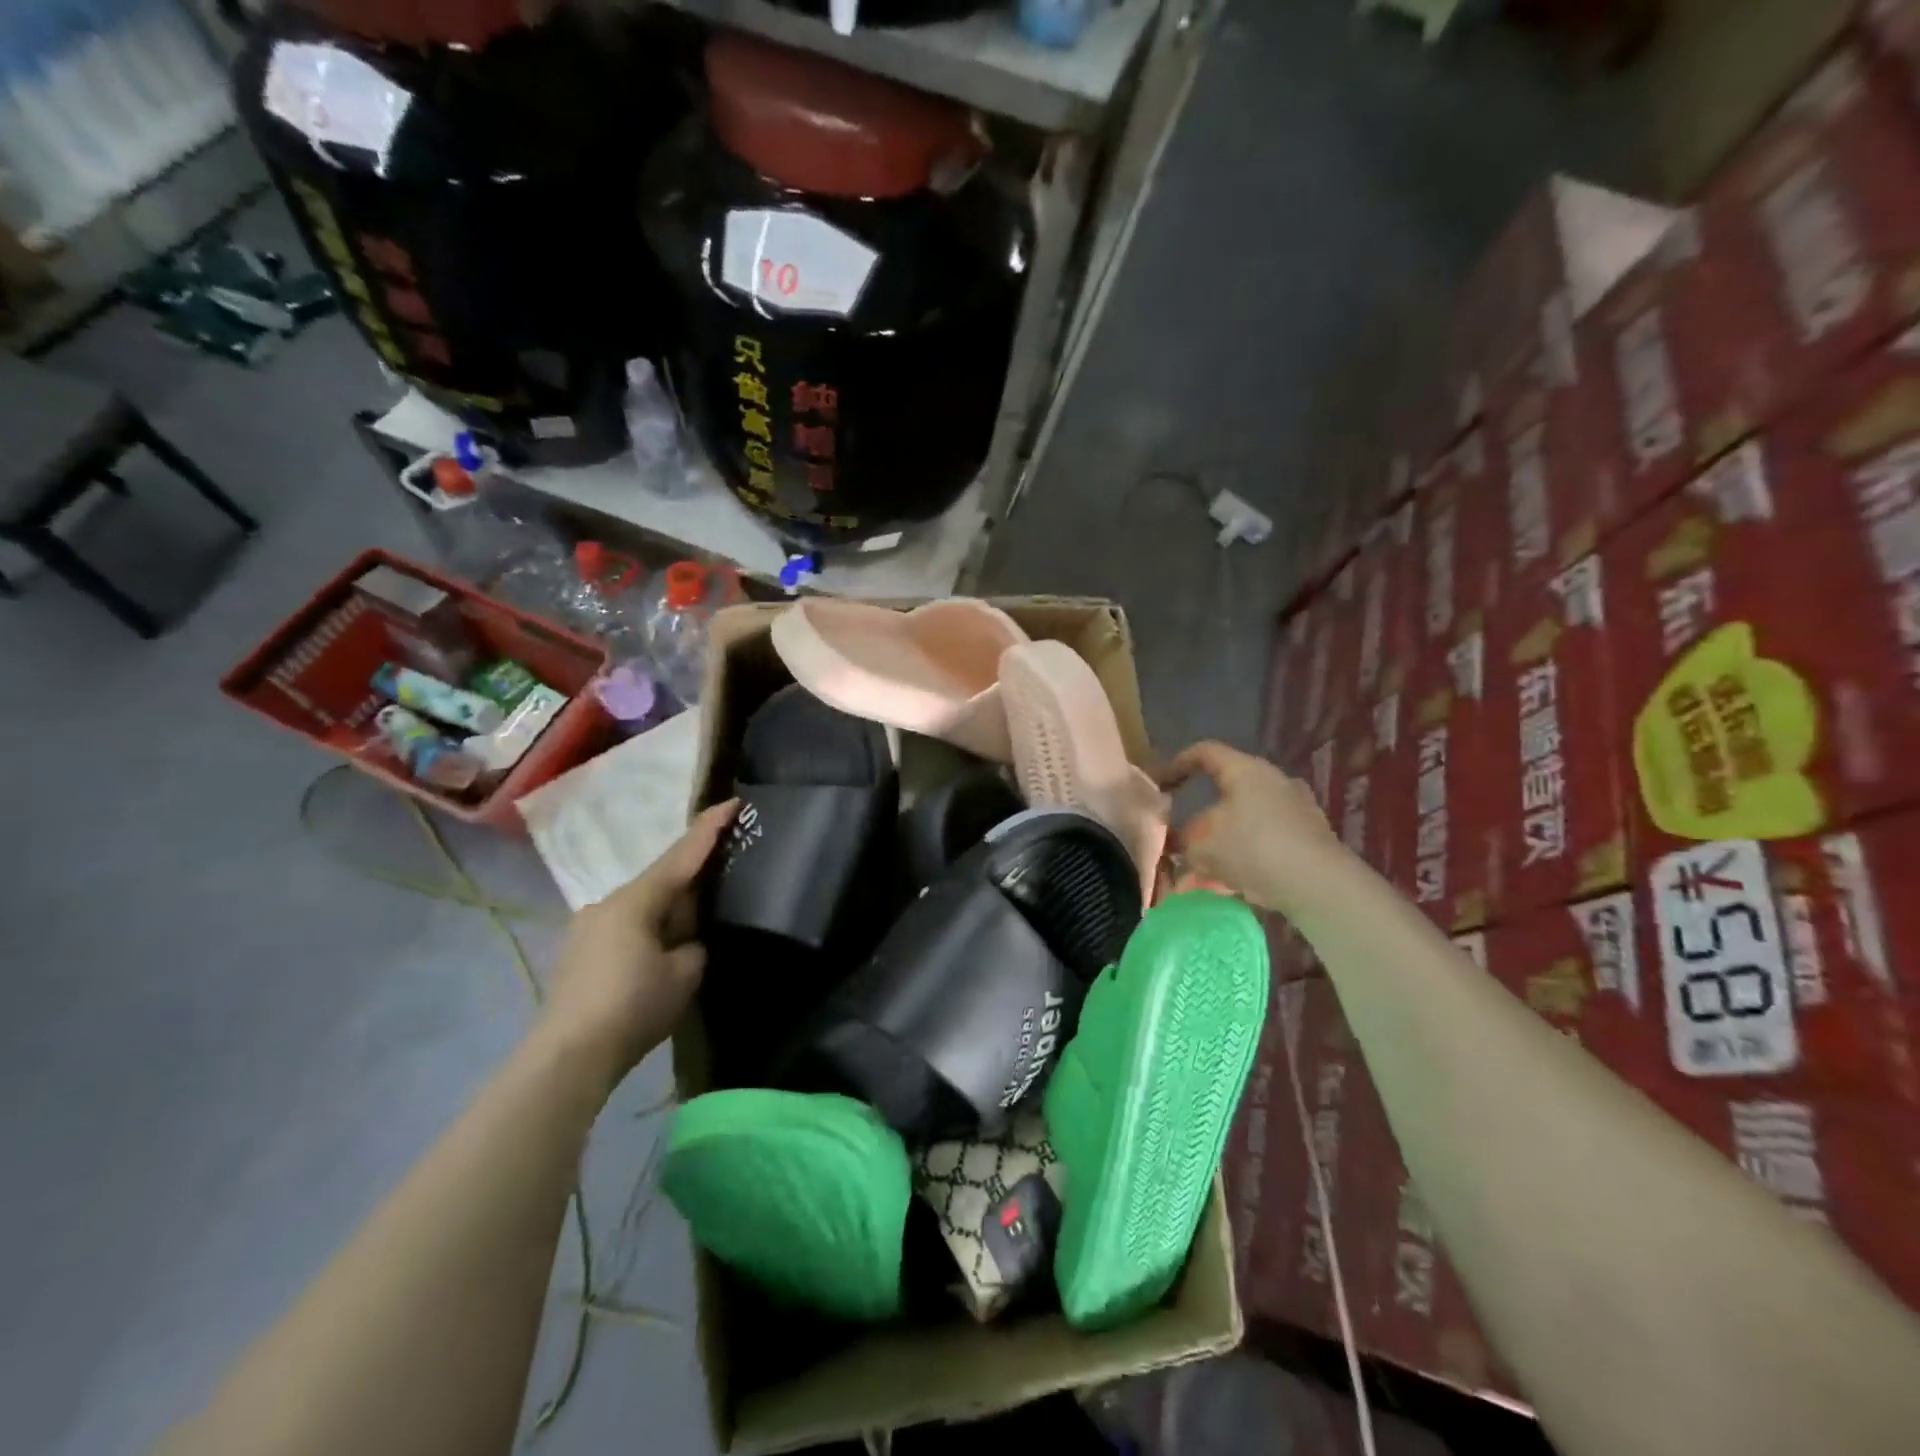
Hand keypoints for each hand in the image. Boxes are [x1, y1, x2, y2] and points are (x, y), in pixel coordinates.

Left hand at [540, 799, 736, 1082]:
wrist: (567, 1057)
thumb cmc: (632, 1006)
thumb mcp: (684, 974)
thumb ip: (694, 946)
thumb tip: (687, 942)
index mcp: (636, 900)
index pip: (682, 855)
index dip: (710, 828)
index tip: (732, 803)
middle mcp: (607, 903)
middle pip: (661, 881)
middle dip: (692, 881)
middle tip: (724, 881)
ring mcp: (588, 928)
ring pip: (642, 907)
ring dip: (669, 912)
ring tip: (694, 928)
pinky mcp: (580, 954)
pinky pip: (626, 929)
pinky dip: (650, 931)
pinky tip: (660, 953)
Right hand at [1161, 741, 1345, 914]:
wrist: (1319, 885)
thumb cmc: (1252, 848)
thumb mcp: (1200, 844)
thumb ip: (1182, 837)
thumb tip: (1178, 838)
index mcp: (1245, 770)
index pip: (1204, 752)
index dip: (1176, 764)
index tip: (1160, 785)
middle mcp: (1273, 781)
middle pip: (1227, 791)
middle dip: (1201, 817)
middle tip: (1182, 838)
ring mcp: (1296, 809)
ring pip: (1245, 822)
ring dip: (1221, 843)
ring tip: (1202, 873)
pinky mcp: (1309, 838)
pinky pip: (1264, 842)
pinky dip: (1244, 858)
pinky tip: (1229, 884)